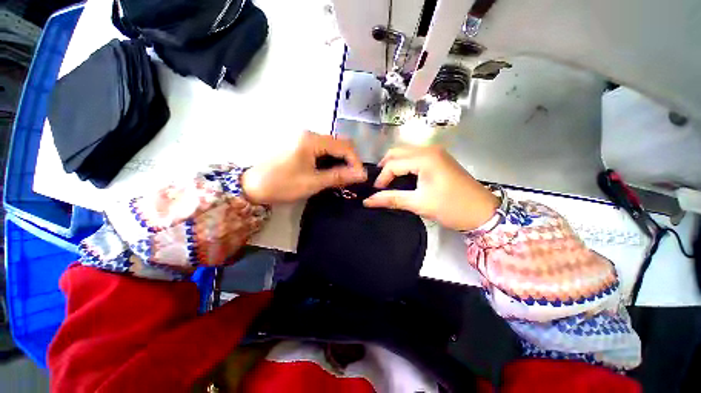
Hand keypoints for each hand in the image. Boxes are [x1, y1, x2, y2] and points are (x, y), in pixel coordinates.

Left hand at [241, 131, 366, 203]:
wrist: (251, 185)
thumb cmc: (282, 184)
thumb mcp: (313, 182)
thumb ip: (339, 176)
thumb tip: (361, 174)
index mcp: (312, 140)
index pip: (345, 146)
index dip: (356, 161)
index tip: (359, 177)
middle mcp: (309, 134)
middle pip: (339, 144)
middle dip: (348, 161)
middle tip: (350, 178)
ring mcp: (304, 139)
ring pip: (331, 147)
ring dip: (339, 161)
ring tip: (341, 178)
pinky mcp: (300, 145)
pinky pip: (322, 150)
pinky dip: (329, 161)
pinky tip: (328, 172)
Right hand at [363, 146, 497, 230]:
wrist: (483, 212)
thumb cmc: (451, 207)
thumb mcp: (419, 204)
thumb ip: (391, 199)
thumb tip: (368, 201)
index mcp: (425, 158)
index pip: (393, 164)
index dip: (381, 178)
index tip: (375, 192)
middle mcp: (429, 150)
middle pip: (397, 152)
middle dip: (385, 167)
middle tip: (379, 184)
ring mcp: (436, 153)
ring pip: (405, 153)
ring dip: (394, 165)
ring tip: (387, 181)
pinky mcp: (439, 159)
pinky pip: (414, 157)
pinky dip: (404, 165)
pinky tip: (401, 177)